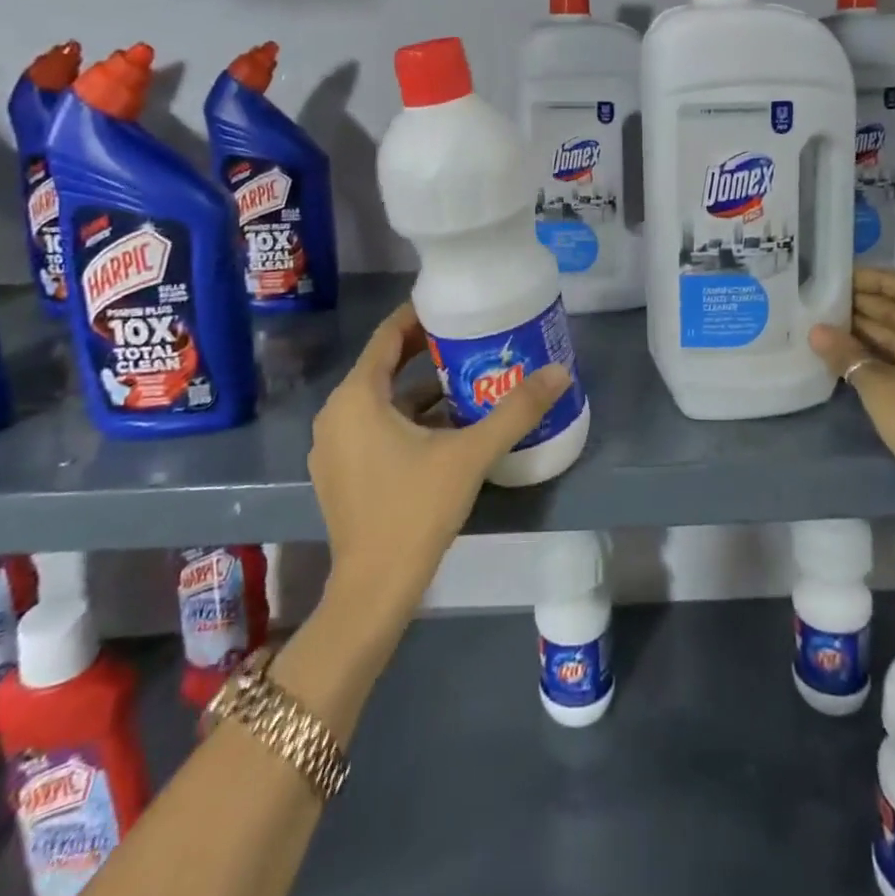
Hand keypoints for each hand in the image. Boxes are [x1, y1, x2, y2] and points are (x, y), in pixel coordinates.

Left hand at [308, 302, 570, 640]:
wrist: (374, 590)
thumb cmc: (415, 510)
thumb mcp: (470, 454)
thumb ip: (515, 411)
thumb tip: (560, 372)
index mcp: (356, 397)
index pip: (387, 336)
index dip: (419, 316)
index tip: (454, 305)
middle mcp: (336, 414)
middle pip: (383, 365)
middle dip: (425, 350)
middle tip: (469, 338)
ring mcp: (334, 446)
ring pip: (380, 399)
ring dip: (418, 387)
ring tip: (465, 377)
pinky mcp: (341, 472)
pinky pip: (374, 426)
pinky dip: (406, 417)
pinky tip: (446, 425)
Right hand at [809, 268, 894, 529]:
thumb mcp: (880, 389)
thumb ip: (847, 355)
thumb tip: (815, 331)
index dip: (876, 280)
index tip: (843, 277)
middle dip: (870, 304)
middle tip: (829, 299)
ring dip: (874, 328)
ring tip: (833, 321)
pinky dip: (885, 351)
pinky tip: (854, 352)